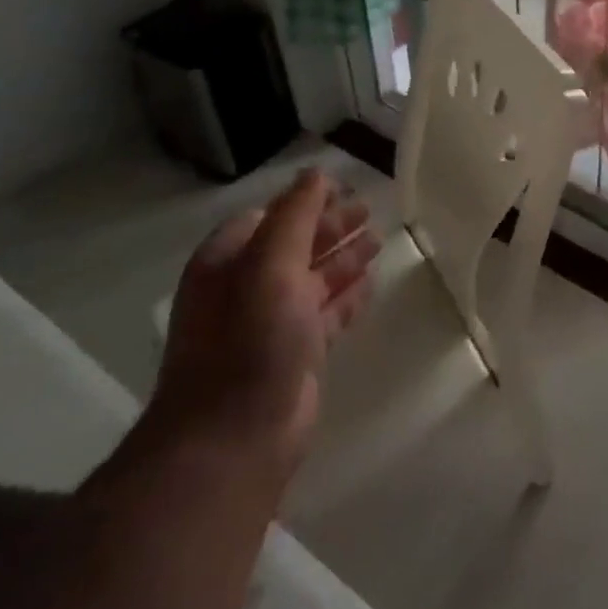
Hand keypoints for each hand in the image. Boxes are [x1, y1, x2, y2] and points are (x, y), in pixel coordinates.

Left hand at [149, 169, 378, 476]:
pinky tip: (371, 283)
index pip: (270, 216)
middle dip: (330, 226)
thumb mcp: (270, 265)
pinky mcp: (297, 353)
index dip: (306, 200)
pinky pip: (328, 312)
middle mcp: (247, 288)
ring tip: (379, 239)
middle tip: (369, 209)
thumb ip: (295, 215)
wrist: (236, 435)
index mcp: (229, 262)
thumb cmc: (249, 340)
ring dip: (344, 258)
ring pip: (315, 278)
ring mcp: (272, 324)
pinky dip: (348, 295)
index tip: (346, 187)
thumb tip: (316, 173)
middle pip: (295, 245)